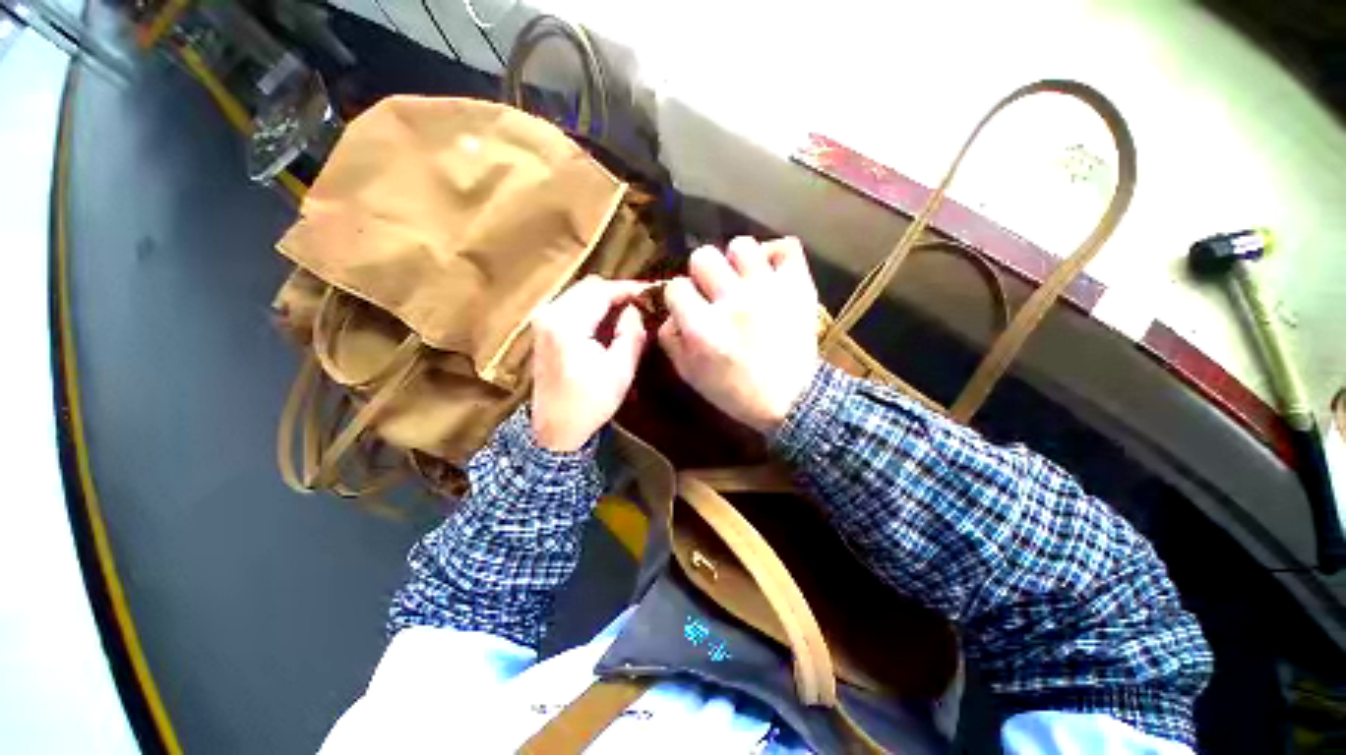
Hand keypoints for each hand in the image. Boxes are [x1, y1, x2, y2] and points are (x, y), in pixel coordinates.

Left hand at [531, 277, 649, 451]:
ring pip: (580, 293)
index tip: (652, 291)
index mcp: (567, 325)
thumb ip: (631, 333)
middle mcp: (549, 314)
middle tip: (642, 303)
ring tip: (629, 311)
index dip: (629, 288)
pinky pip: (572, 304)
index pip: (602, 291)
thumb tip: (635, 309)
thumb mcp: (620, 371)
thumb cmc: (590, 403)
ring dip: (605, 298)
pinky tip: (609, 320)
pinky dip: (592, 306)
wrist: (555, 428)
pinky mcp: (543, 328)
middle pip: (589, 286)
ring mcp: (543, 320)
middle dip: (618, 292)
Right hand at [659, 237, 819, 432]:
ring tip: (744, 281)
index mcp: (703, 328)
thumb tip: (671, 312)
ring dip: (737, 262)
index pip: (676, 286)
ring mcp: (767, 291)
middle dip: (703, 273)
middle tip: (714, 291)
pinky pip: (786, 247)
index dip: (680, 297)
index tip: (690, 307)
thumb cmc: (735, 392)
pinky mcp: (797, 288)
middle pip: (704, 256)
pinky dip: (777, 255)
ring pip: (742, 246)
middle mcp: (732, 302)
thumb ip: (671, 340)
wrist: (791, 400)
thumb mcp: (690, 375)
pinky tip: (770, 272)